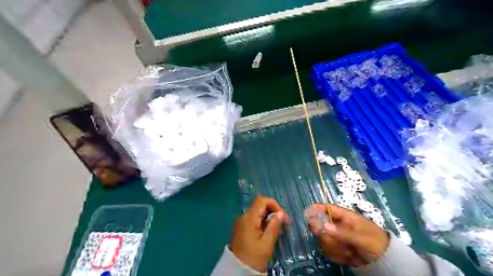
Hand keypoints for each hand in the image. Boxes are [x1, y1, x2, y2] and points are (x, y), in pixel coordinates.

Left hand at [231, 195, 289, 272]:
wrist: (236, 271)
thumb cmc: (253, 258)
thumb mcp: (266, 244)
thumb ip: (274, 226)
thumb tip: (280, 213)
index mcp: (249, 218)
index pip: (262, 200)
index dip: (274, 204)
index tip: (283, 217)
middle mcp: (244, 217)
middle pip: (260, 205)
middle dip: (273, 211)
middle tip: (284, 223)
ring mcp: (242, 222)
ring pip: (258, 212)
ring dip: (269, 217)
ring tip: (279, 229)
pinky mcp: (242, 229)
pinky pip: (254, 220)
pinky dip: (263, 222)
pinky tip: (270, 232)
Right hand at [307, 203, 388, 265]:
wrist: (385, 262)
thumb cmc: (375, 243)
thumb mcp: (361, 237)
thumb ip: (342, 232)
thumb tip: (323, 226)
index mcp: (346, 217)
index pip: (329, 209)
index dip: (318, 208)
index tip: (308, 211)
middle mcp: (339, 226)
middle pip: (322, 226)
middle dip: (327, 237)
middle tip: (333, 242)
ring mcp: (338, 237)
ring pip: (324, 240)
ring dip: (335, 248)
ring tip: (349, 252)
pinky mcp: (338, 249)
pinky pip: (329, 251)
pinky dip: (337, 256)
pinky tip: (348, 258)